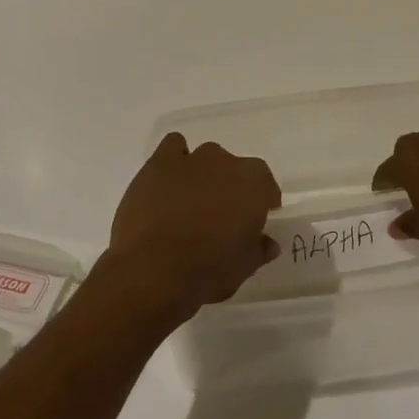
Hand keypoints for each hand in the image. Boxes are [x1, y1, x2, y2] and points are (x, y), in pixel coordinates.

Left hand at [103, 133, 281, 324]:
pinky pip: (173, 147)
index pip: (266, 185)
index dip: (262, 203)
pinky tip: (170, 182)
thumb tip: (267, 242)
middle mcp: (225, 163)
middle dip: (231, 188)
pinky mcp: (159, 163)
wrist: (152, 270)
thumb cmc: (206, 271)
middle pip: (235, 169)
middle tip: (221, 217)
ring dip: (204, 174)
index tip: (254, 222)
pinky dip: (175, 160)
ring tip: (192, 202)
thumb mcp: (243, 268)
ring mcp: (191, 159)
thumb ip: (259, 249)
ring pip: (206, 158)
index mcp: (253, 185)